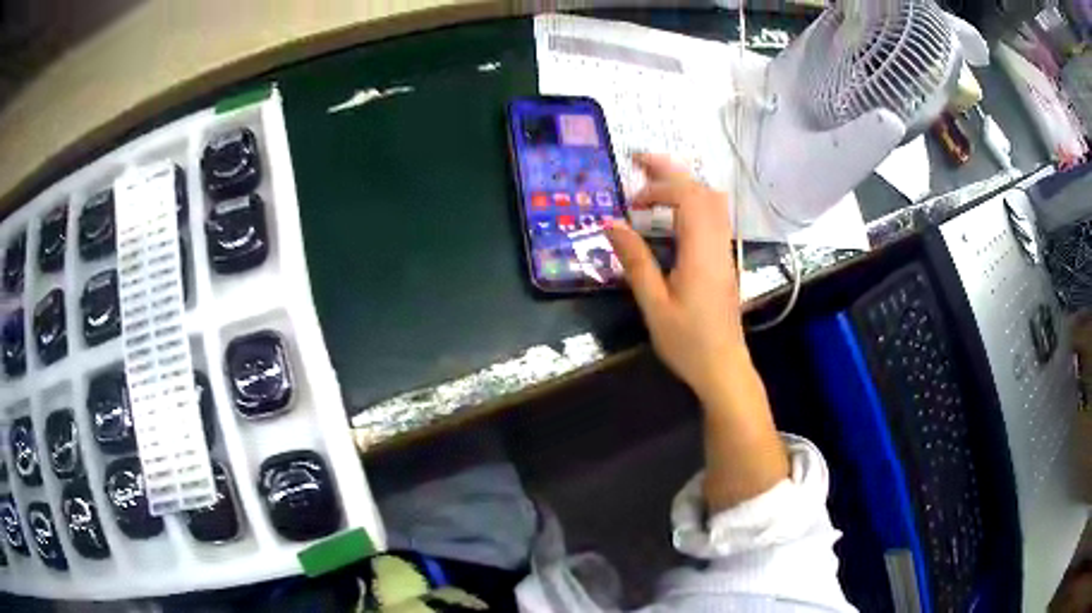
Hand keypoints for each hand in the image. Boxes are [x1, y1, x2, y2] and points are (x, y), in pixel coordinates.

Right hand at [605, 153, 746, 399]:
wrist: (723, 368)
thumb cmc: (687, 342)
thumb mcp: (654, 304)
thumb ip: (635, 260)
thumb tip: (611, 223)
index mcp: (701, 252)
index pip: (687, 197)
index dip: (658, 187)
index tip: (630, 200)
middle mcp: (717, 244)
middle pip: (703, 191)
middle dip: (672, 171)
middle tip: (640, 161)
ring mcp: (724, 251)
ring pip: (713, 202)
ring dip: (685, 184)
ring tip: (655, 181)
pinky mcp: (724, 261)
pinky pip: (713, 217)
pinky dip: (692, 202)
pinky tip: (673, 212)